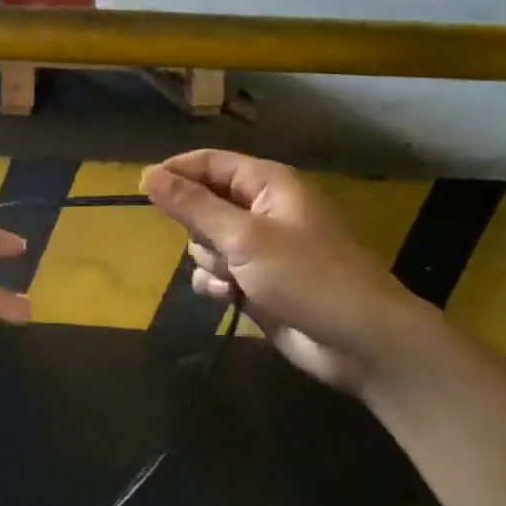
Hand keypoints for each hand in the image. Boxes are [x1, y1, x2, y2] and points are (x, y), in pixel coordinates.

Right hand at [142, 150, 432, 394]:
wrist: (362, 342)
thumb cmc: (308, 277)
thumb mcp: (244, 237)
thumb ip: (193, 206)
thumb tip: (147, 175)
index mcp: (268, 183)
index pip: (209, 163)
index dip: (175, 173)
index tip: (143, 191)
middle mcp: (262, 209)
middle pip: (202, 204)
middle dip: (200, 229)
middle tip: (220, 246)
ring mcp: (260, 248)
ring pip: (206, 242)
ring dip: (211, 262)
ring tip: (235, 280)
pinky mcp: (257, 281)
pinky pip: (217, 272)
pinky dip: (217, 284)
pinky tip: (230, 299)